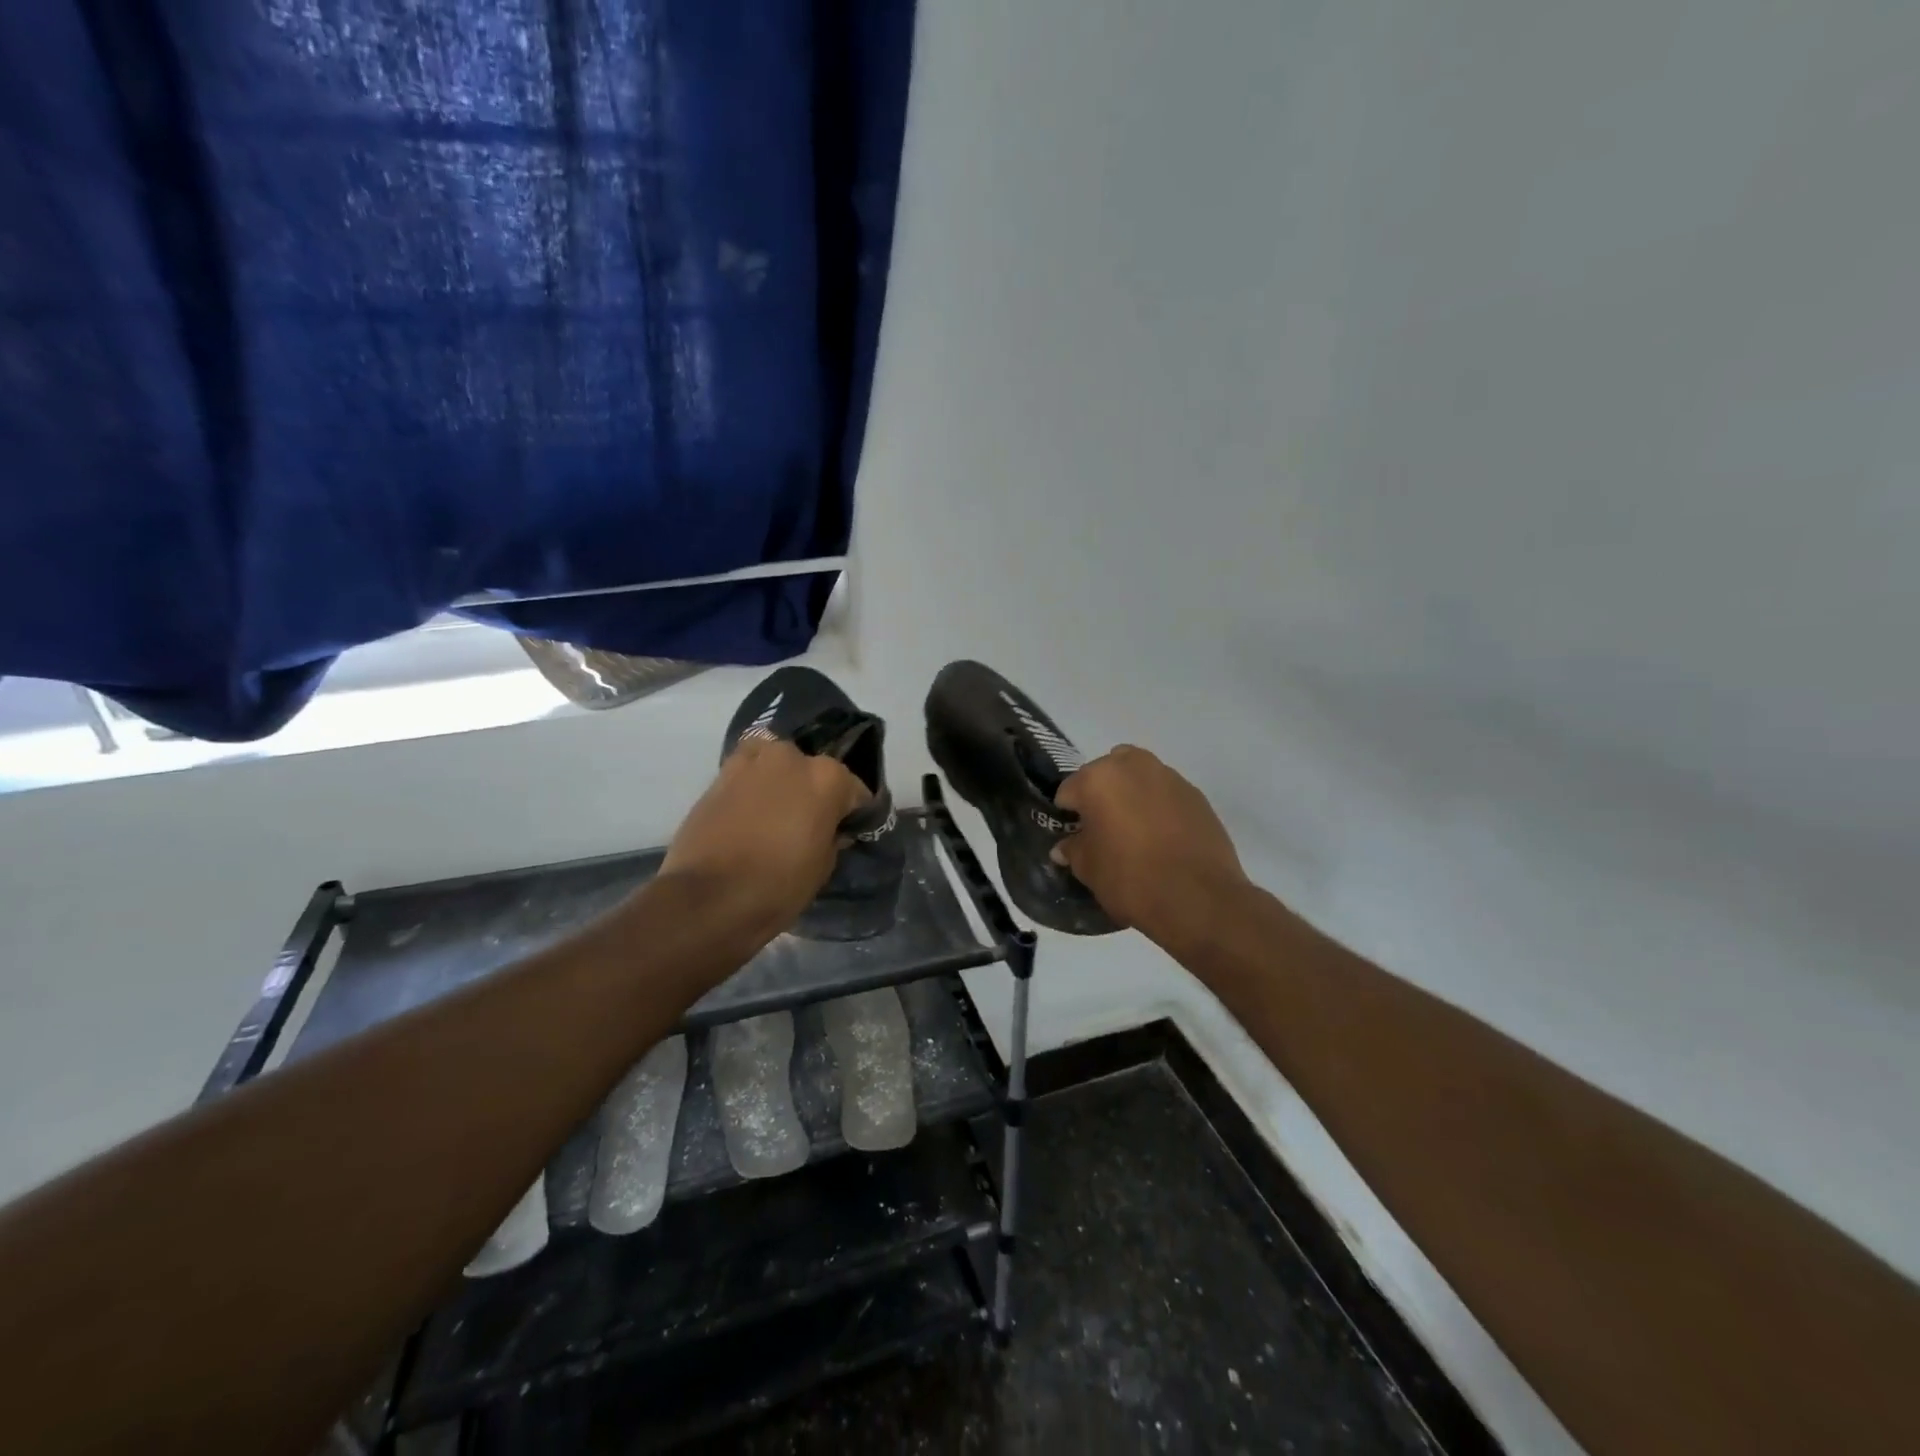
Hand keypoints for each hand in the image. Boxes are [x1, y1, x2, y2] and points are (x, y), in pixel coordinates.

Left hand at [659, 738, 867, 942]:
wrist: (708, 898)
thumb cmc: (778, 886)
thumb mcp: (823, 867)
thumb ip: (831, 836)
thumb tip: (828, 829)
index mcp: (828, 777)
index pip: (854, 790)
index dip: (853, 813)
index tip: (847, 830)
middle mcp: (791, 757)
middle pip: (812, 770)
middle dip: (813, 792)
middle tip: (807, 823)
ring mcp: (751, 762)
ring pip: (776, 765)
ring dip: (780, 783)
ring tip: (775, 814)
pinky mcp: (718, 775)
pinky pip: (746, 775)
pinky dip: (751, 788)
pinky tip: (749, 814)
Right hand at [1053, 745, 1248, 942]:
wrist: (1198, 898)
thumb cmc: (1131, 879)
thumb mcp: (1089, 870)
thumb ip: (1073, 850)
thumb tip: (1065, 847)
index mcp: (1098, 778)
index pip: (1069, 790)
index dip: (1067, 815)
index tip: (1073, 837)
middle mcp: (1133, 766)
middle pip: (1106, 773)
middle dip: (1101, 796)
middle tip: (1103, 830)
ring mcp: (1169, 777)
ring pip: (1139, 778)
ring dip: (1132, 797)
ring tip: (1135, 833)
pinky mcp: (1196, 795)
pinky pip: (1166, 794)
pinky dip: (1159, 808)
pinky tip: (1162, 839)